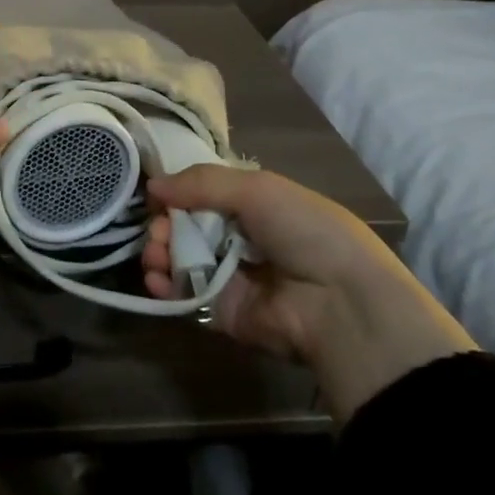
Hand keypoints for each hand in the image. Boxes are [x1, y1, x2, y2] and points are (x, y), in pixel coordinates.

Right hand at [143, 166, 475, 422]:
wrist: (341, 304)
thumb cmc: (305, 232)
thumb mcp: (258, 189)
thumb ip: (201, 182)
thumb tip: (153, 185)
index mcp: (256, 206)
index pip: (203, 194)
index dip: (177, 193)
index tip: (156, 195)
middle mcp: (242, 239)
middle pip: (186, 226)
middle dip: (164, 224)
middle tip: (156, 230)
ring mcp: (231, 277)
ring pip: (181, 259)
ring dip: (159, 253)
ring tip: (154, 255)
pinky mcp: (223, 312)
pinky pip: (185, 296)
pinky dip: (165, 287)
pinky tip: (156, 279)